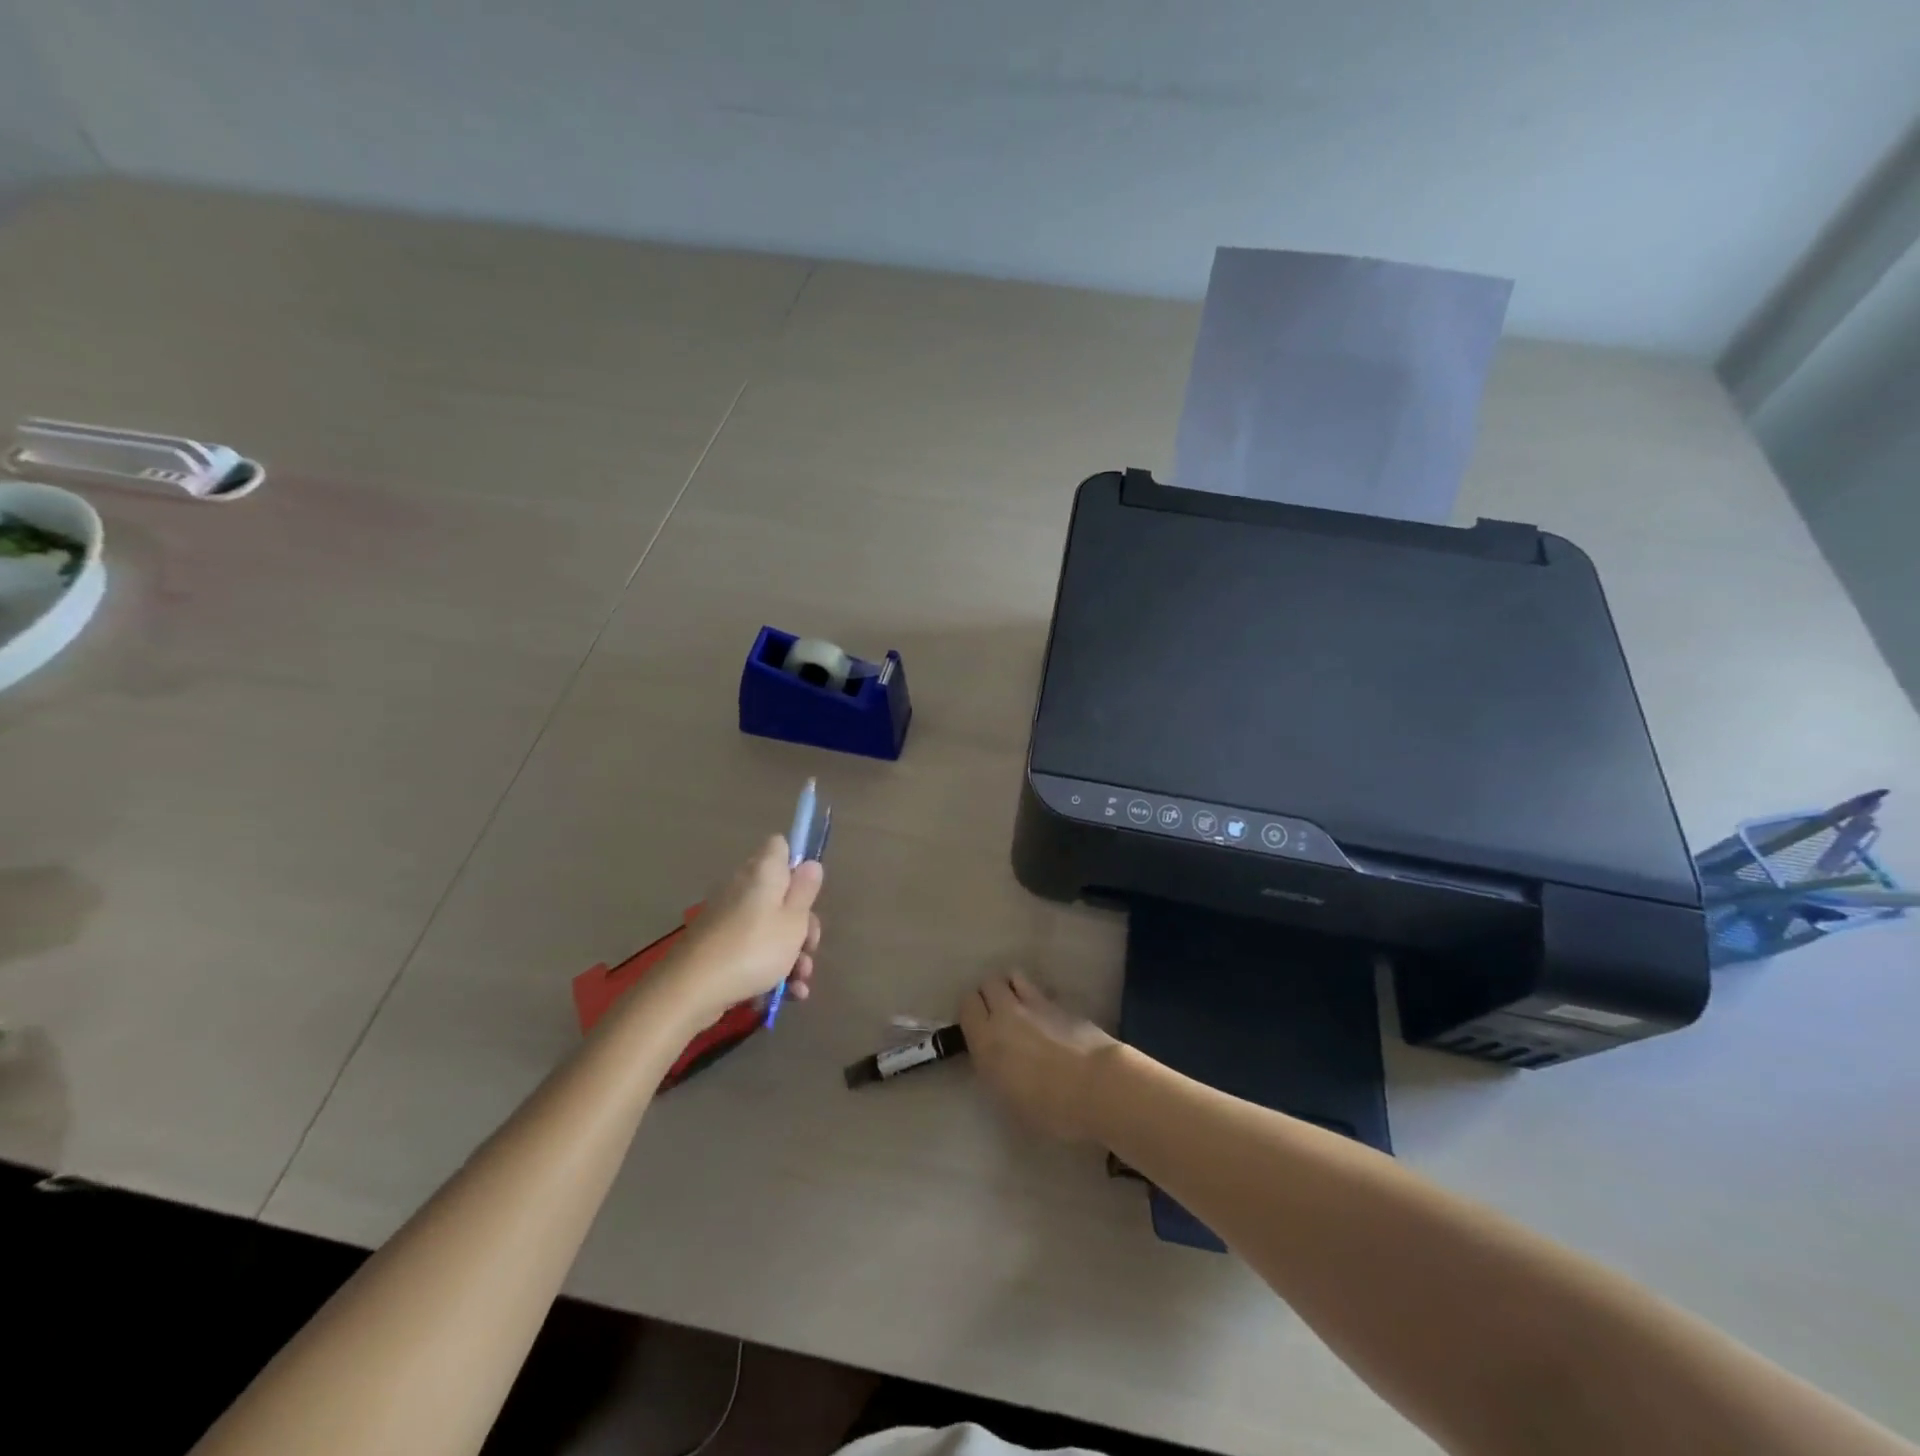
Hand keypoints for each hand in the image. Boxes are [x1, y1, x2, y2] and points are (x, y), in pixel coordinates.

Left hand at [660, 836, 822, 1026]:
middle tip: (810, 948)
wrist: (692, 989)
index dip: (798, 864)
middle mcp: (743, 887)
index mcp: (763, 872)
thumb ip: (805, 891)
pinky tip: (783, 994)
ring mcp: (728, 917)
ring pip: (769, 927)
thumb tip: (809, 863)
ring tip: (800, 985)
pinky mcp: (718, 945)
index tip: (810, 893)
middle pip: (781, 894)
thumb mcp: (794, 921)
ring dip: (790, 954)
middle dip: (802, 924)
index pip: (781, 847)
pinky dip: (768, 967)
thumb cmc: (754, 948)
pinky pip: (752, 948)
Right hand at [960, 973, 1117, 1142]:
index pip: (967, 1005)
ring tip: (1020, 1007)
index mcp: (986, 1040)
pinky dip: (1036, 997)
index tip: (978, 1026)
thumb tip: (998, 1058)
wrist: (1097, 1086)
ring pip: (1013, 977)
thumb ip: (996, 1070)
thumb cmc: (1050, 1108)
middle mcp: (1006, 1014)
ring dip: (1012, 988)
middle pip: (988, 984)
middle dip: (990, 995)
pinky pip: (1039, 990)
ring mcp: (1035, 1004)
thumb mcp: (1009, 1099)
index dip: (971, 1012)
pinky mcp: (1060, 1003)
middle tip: (997, 1015)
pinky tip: (1045, 1016)